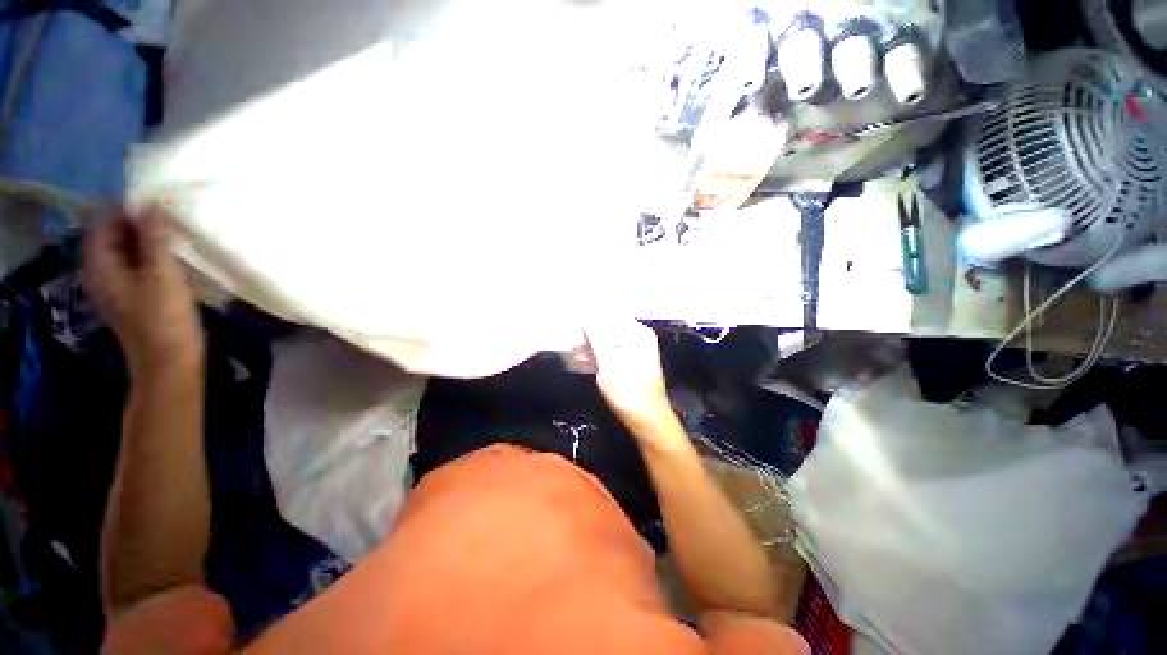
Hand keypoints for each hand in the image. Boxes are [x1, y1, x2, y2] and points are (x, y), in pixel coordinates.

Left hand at [84, 207, 203, 377]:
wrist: (170, 362)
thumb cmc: (164, 317)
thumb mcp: (161, 273)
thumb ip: (154, 237)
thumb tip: (152, 203)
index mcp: (100, 266)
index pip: (105, 224)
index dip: (128, 210)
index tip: (158, 203)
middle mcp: (102, 274)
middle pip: (114, 238)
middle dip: (139, 225)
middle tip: (171, 218)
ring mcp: (117, 289)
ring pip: (127, 253)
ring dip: (148, 241)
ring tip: (175, 235)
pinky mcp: (133, 299)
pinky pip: (137, 268)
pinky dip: (152, 258)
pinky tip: (173, 259)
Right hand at [584, 319, 678, 437]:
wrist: (646, 419)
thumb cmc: (628, 391)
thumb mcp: (608, 362)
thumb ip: (597, 336)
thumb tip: (586, 316)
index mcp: (637, 333)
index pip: (610, 315)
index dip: (590, 317)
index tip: (573, 322)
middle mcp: (638, 337)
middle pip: (609, 327)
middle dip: (588, 333)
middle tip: (569, 340)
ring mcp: (635, 350)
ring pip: (608, 340)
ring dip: (590, 345)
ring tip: (573, 352)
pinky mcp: (630, 362)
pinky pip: (611, 351)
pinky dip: (597, 354)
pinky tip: (583, 360)